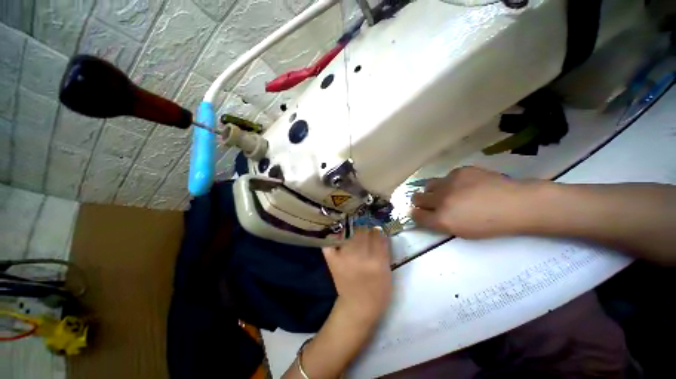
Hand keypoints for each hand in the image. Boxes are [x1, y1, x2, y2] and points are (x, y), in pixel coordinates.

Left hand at [323, 229, 392, 323]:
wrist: (357, 307)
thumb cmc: (377, 291)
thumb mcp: (386, 271)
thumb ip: (384, 250)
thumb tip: (380, 232)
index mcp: (376, 261)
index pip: (377, 235)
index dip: (377, 231)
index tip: (376, 231)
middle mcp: (360, 257)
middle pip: (362, 232)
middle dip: (366, 231)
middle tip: (366, 234)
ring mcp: (344, 257)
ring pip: (350, 235)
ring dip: (354, 234)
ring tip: (356, 239)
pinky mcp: (333, 260)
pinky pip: (331, 243)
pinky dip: (334, 239)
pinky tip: (339, 239)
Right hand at [411, 166, 542, 238]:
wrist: (517, 204)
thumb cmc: (490, 225)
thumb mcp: (461, 231)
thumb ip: (439, 223)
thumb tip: (426, 215)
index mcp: (442, 219)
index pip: (415, 215)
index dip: (416, 214)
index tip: (420, 214)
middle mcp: (440, 200)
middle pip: (416, 198)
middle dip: (420, 202)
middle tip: (430, 203)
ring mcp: (449, 183)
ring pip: (428, 185)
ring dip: (432, 191)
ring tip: (445, 193)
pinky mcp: (459, 171)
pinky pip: (446, 177)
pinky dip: (450, 183)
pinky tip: (465, 186)